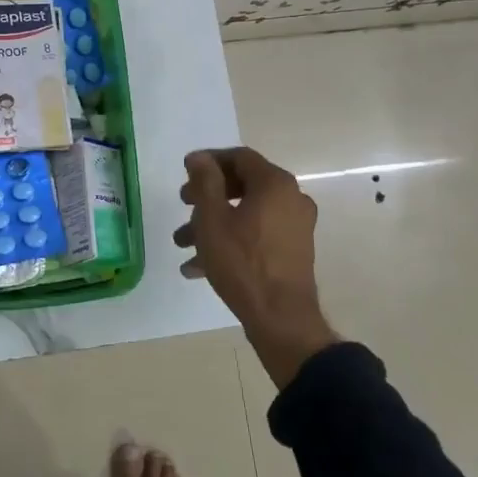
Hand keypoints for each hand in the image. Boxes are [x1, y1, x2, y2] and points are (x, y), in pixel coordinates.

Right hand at [177, 147, 336, 388]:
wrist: (281, 319)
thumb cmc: (242, 262)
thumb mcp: (212, 218)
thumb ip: (205, 181)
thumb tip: (199, 157)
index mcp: (275, 184)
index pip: (239, 157)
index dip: (209, 161)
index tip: (185, 172)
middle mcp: (291, 199)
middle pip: (243, 185)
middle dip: (208, 195)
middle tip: (183, 204)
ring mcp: (295, 227)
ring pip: (246, 214)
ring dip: (213, 223)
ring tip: (183, 243)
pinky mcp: (292, 251)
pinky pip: (256, 236)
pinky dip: (230, 242)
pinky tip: (198, 266)